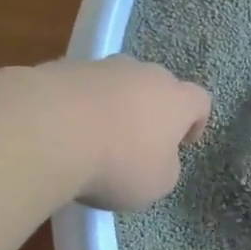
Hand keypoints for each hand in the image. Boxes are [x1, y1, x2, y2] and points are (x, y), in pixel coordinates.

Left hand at [37, 56, 211, 210]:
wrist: (51, 129)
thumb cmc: (118, 162)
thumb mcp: (156, 184)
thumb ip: (166, 167)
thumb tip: (158, 157)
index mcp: (176, 99)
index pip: (199, 101)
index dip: (195, 122)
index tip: (182, 144)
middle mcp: (144, 73)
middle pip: (157, 86)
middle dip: (151, 110)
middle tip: (138, 142)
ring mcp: (103, 66)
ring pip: (118, 83)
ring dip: (114, 105)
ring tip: (96, 137)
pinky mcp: (64, 67)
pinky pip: (83, 87)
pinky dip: (80, 105)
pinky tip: (65, 131)